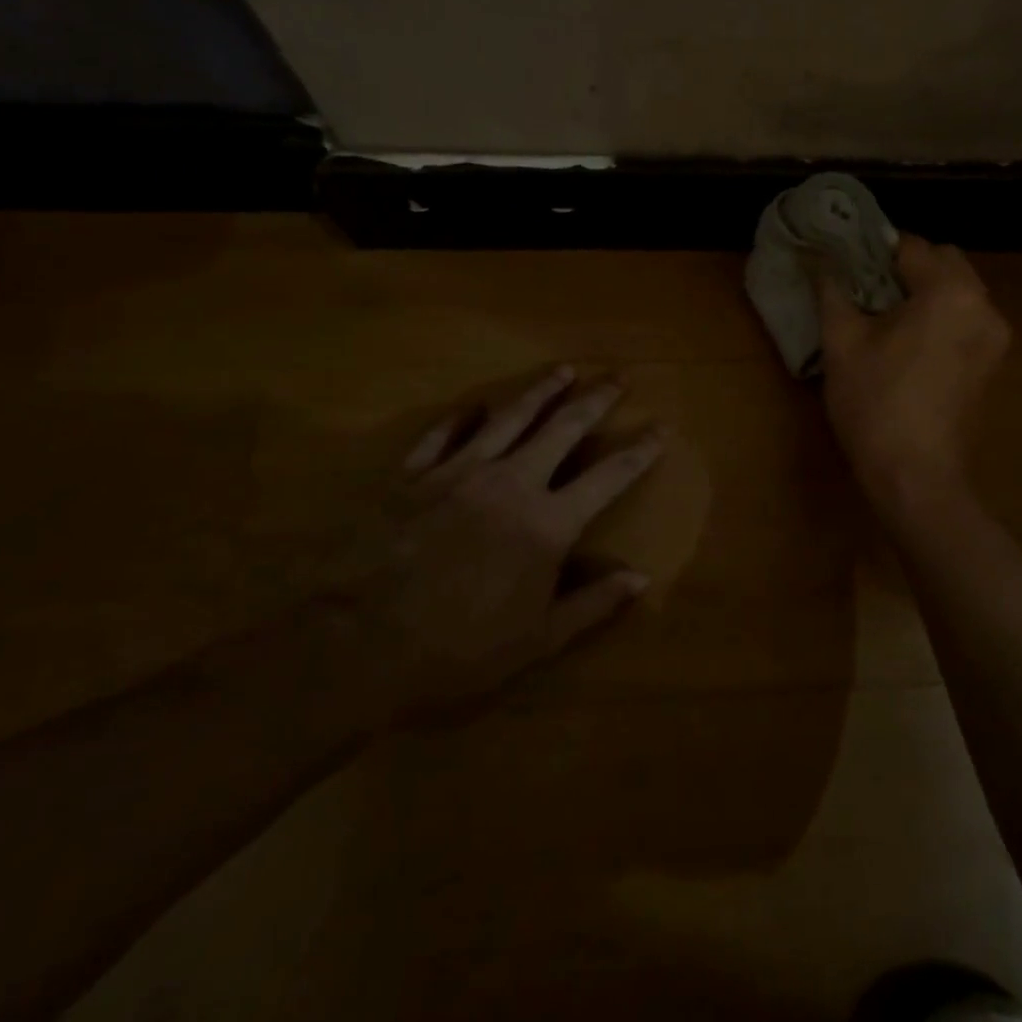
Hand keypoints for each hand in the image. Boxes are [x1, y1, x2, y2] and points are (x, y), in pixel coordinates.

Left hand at [378, 366, 665, 710]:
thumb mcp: (537, 641)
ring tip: (562, 370)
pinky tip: (473, 403)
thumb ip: (593, 604)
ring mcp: (460, 472)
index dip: (640, 450)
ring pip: (510, 418)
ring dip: (540, 391)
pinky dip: (461, 417)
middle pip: (564, 428)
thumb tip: (640, 578)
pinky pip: (444, 434)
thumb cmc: (459, 651)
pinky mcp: (415, 475)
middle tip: (618, 376)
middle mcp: (512, 482)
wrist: (360, 645)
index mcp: (548, 522)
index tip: (662, 427)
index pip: (609, 477)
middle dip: (596, 399)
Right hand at [818, 235, 1010, 515]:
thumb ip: (832, 291)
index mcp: (950, 292)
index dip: (876, 250)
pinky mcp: (993, 364)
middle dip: (908, 267)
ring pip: (960, 291)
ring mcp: (995, 337)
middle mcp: (984, 305)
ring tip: (887, 316)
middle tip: (867, 289)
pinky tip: (911, 342)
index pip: (911, 246)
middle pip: (945, 262)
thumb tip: (819, 258)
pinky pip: (968, 319)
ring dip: (927, 291)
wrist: (916, 477)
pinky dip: (943, 316)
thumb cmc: (875, 404)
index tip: (848, 262)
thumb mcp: (842, 343)